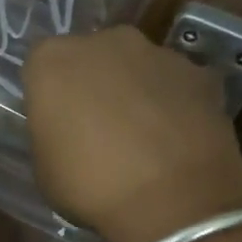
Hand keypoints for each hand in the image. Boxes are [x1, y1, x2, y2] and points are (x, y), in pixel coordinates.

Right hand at [23, 27, 241, 241]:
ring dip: (136, 92)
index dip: (49, 96)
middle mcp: (105, 42)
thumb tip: (66, 130)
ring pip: (138, 68)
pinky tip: (175, 141)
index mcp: (53, 62)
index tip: (55, 124)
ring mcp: (158, 53)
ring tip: (142, 139)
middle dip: (94, 85)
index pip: (40, 67)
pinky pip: (177, 85)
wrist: (172, 199)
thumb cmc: (90, 186)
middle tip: (97, 129)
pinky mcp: (201, 73)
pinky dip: (175, 105)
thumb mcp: (44, 169)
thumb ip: (51, 133)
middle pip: (92, 58)